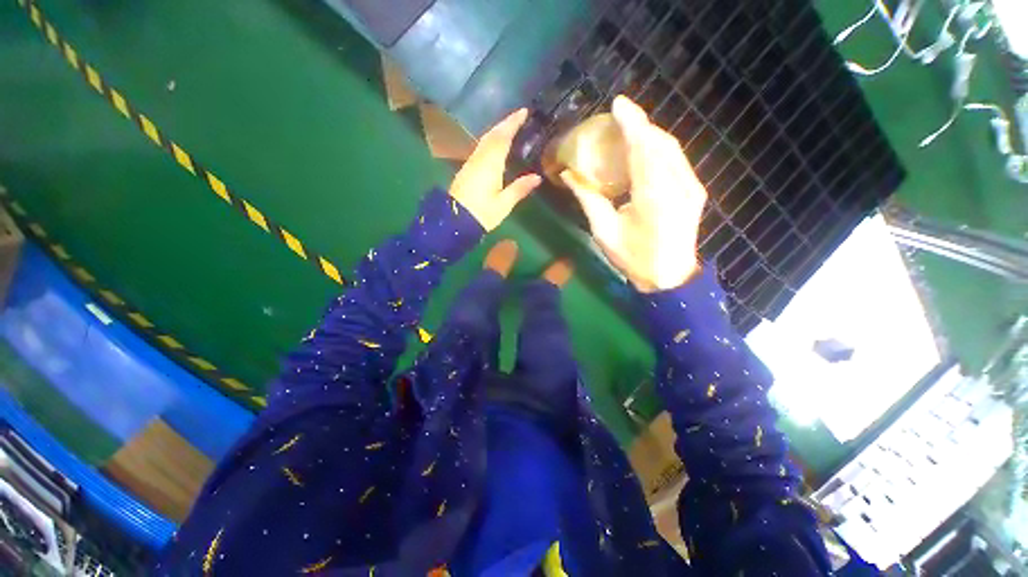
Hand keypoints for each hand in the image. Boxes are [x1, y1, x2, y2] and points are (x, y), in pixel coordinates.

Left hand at [449, 109, 542, 230]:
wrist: (454, 222)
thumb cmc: (481, 214)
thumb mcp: (503, 204)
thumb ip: (519, 188)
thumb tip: (537, 177)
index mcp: (490, 164)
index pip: (502, 137)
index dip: (512, 123)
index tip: (523, 111)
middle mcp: (479, 159)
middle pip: (492, 135)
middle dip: (505, 123)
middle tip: (519, 116)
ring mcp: (470, 164)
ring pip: (484, 141)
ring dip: (497, 131)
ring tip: (509, 128)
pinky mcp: (466, 170)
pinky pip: (480, 149)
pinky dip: (490, 141)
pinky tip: (495, 146)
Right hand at [563, 96, 707, 292]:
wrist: (669, 277)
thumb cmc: (633, 258)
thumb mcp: (604, 232)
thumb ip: (588, 200)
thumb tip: (568, 175)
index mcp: (654, 196)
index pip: (643, 149)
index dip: (632, 123)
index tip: (618, 104)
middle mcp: (678, 185)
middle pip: (661, 143)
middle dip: (641, 125)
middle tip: (619, 118)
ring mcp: (691, 187)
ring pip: (672, 149)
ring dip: (650, 135)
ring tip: (630, 130)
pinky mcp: (694, 191)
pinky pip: (676, 161)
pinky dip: (659, 149)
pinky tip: (646, 151)